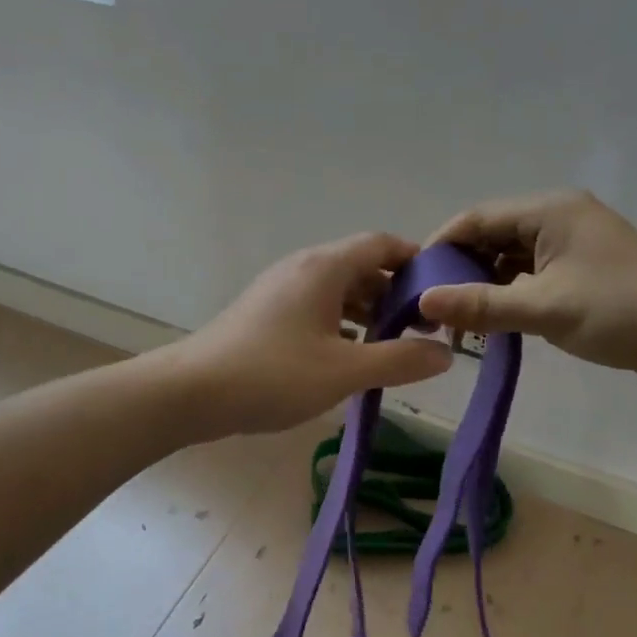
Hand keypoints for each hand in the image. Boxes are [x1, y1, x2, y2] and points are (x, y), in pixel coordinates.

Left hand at [166, 233, 453, 437]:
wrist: (191, 392)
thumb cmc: (272, 375)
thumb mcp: (345, 372)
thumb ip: (399, 360)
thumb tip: (445, 354)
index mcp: (325, 268)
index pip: (382, 245)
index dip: (416, 263)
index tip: (442, 292)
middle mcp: (302, 268)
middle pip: (361, 268)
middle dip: (395, 295)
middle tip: (423, 330)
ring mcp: (279, 290)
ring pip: (337, 291)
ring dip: (368, 312)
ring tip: (392, 347)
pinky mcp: (265, 314)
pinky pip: (316, 308)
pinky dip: (340, 324)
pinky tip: (348, 356)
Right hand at [418, 191, 636, 389]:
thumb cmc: (621, 311)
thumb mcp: (545, 309)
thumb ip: (481, 305)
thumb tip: (423, 302)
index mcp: (549, 211)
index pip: (477, 219)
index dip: (440, 247)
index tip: (412, 283)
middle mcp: (558, 219)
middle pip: (492, 238)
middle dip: (460, 271)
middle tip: (432, 311)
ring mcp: (573, 246)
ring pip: (511, 261)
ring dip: (484, 288)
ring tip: (458, 325)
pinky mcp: (583, 273)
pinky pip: (532, 278)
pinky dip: (510, 298)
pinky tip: (493, 325)